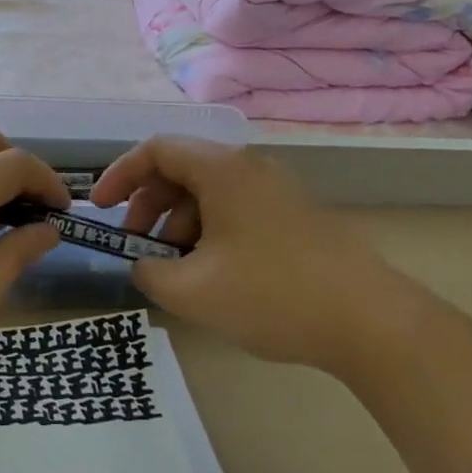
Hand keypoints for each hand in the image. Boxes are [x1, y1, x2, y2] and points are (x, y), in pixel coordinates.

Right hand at [91, 136, 428, 369]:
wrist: (371, 322)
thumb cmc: (272, 295)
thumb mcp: (193, 291)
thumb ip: (149, 272)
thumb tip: (142, 262)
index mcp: (223, 169)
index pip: (156, 150)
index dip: (119, 175)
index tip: (99, 210)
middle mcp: (250, 167)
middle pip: (182, 169)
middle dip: (149, 206)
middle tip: (137, 247)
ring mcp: (278, 189)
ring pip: (210, 192)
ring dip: (180, 223)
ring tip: (177, 271)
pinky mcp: (296, 215)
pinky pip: (237, 209)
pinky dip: (211, 231)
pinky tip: (213, 274)